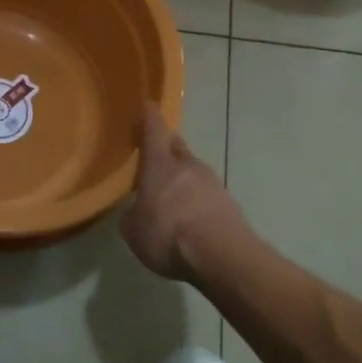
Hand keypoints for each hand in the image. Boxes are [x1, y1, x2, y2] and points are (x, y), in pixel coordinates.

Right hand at [122, 105, 245, 281]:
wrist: (222, 257)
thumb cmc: (168, 234)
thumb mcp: (134, 229)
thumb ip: (132, 214)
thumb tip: (136, 209)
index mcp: (160, 163)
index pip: (154, 127)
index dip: (149, 116)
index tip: (147, 105)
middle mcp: (188, 165)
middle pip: (176, 147)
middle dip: (166, 148)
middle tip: (155, 158)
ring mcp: (213, 183)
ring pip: (193, 172)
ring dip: (183, 179)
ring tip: (172, 198)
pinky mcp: (229, 205)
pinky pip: (207, 195)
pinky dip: (197, 201)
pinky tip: (190, 220)